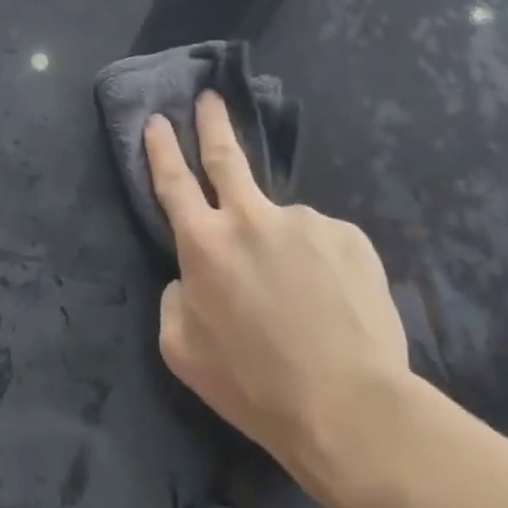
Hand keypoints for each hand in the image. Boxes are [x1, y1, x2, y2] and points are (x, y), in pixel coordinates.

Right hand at [148, 93, 411, 507]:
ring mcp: (303, 221)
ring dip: (283, 248)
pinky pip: (324, 244)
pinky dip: (321, 265)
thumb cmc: (255, 385)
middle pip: (225, 156)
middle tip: (211, 98)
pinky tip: (333, 304)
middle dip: (212, 122)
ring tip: (304, 302)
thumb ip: (175, 299)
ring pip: (282, 224)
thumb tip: (191, 277)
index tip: (157, 120)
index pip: (173, 181)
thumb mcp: (183, 351)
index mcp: (204, 243)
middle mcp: (250, 218)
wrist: (350, 408)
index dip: (161, 148)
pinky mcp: (349, 236)